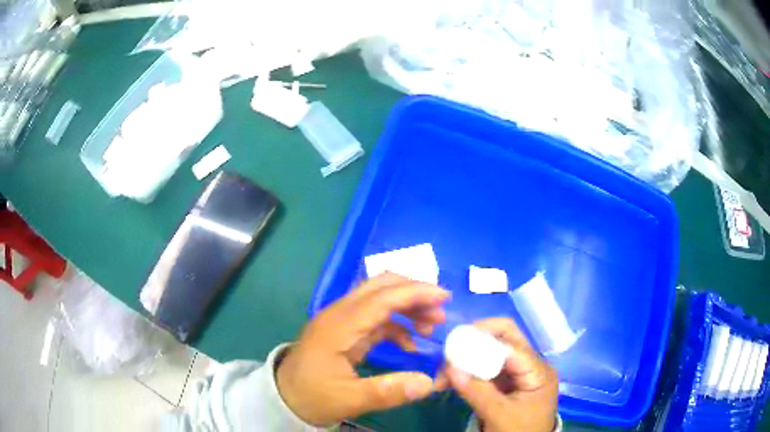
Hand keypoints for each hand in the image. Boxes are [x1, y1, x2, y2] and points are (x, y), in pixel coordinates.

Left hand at [276, 273, 449, 425]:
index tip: (445, 297)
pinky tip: (410, 343)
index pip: (382, 297)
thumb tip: (429, 383)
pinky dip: (397, 324)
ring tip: (432, 325)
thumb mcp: (348, 400)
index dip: (415, 293)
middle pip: (380, 286)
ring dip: (407, 306)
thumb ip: (387, 392)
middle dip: (414, 292)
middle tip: (440, 311)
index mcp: (339, 326)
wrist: (283, 397)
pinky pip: (376, 317)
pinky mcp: (345, 330)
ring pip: (380, 298)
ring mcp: (342, 320)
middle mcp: (340, 314)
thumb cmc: (312, 397)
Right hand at [444, 318, 557, 431]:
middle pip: (502, 339)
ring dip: (466, 360)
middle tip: (448, 357)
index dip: (482, 340)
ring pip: (490, 354)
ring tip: (443, 377)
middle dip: (473, 344)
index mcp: (537, 370)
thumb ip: (477, 391)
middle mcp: (529, 365)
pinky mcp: (505, 383)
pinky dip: (467, 372)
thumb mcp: (500, 415)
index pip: (511, 343)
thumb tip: (449, 367)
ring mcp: (517, 374)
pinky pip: (485, 369)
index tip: (452, 350)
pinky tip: (451, 381)